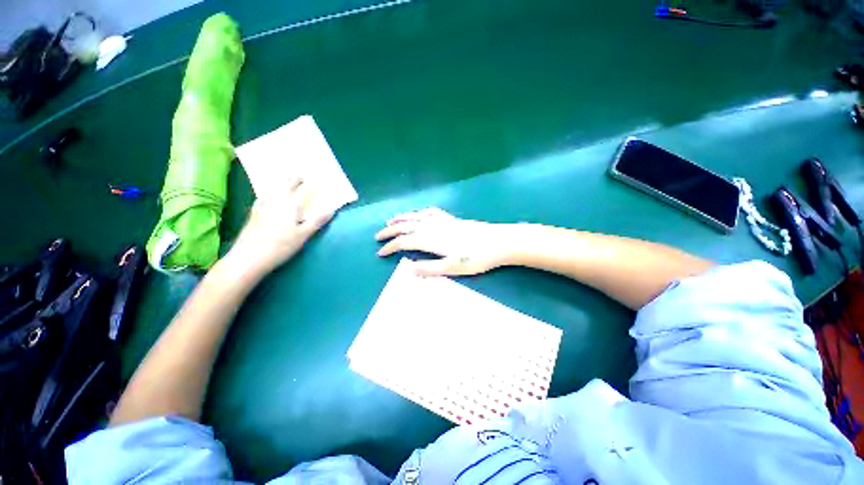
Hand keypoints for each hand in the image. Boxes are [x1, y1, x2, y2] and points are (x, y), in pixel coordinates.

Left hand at [227, 178, 333, 275]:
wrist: (248, 258)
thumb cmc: (280, 247)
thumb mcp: (303, 235)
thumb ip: (317, 221)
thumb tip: (331, 210)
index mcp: (290, 206)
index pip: (303, 191)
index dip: (310, 185)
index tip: (316, 178)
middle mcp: (276, 202)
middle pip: (286, 187)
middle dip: (294, 179)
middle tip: (300, 173)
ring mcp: (263, 207)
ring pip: (273, 190)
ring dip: (281, 183)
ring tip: (285, 178)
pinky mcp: (253, 214)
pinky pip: (262, 198)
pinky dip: (268, 193)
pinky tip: (266, 195)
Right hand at [375, 208, 511, 276]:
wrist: (498, 242)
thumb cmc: (476, 257)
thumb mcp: (452, 268)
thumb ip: (429, 269)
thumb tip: (407, 269)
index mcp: (431, 240)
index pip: (404, 242)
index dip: (391, 247)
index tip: (380, 253)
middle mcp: (433, 227)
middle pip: (406, 227)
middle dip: (390, 231)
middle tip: (378, 236)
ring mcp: (442, 221)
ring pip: (416, 217)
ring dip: (402, 219)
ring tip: (391, 221)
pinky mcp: (451, 219)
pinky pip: (431, 212)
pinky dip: (420, 212)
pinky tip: (419, 213)